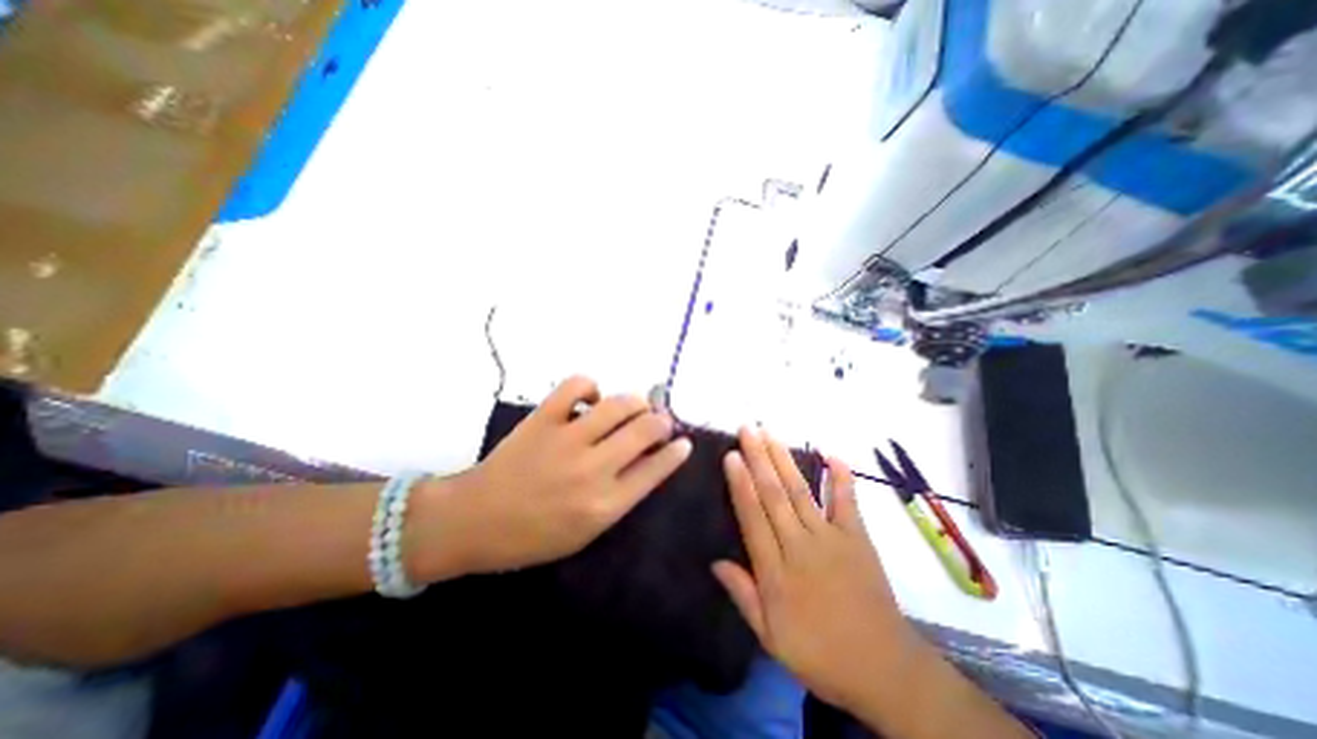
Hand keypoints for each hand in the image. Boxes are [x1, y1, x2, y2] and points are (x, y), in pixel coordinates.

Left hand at [413, 379, 693, 580]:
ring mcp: (567, 439)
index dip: (676, 451)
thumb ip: (621, 496)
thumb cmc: (533, 536)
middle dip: (662, 421)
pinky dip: (590, 387)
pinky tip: (590, 399)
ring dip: (636, 401)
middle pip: (645, 430)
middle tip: (661, 420)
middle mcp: (592, 469)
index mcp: (605, 504)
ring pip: (619, 404)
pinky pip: (577, 385)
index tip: (684, 442)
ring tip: (635, 406)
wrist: (474, 520)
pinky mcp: (543, 418)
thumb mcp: (586, 532)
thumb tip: (648, 461)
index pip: (656, 468)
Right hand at [717, 427, 918, 708]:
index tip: (731, 455)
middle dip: (759, 458)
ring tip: (770, 433)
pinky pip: (847, 503)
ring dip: (784, 459)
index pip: (753, 517)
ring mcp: (832, 539)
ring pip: (801, 491)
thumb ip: (743, 595)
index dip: (741, 484)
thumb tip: (715, 561)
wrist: (884, 669)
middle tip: (748, 428)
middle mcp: (801, 546)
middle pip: (775, 494)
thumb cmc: (819, 652)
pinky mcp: (858, 538)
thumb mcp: (770, 637)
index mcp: (776, 571)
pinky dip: (841, 477)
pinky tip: (832, 454)